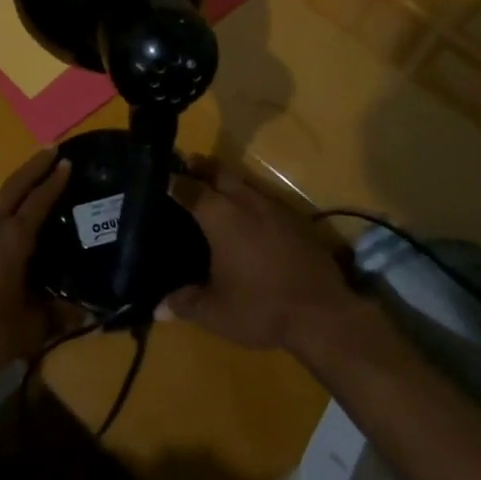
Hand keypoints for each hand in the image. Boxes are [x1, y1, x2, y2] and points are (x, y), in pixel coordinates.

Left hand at [0, 149, 70, 379]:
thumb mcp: (28, 330)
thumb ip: (56, 317)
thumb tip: (84, 313)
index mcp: (14, 238)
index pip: (39, 200)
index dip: (55, 180)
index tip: (66, 161)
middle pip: (14, 186)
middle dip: (34, 167)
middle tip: (50, 148)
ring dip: (11, 194)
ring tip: (25, 195)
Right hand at [169, 160, 352, 351]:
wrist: (323, 313)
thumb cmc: (260, 307)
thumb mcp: (215, 312)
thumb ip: (184, 303)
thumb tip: (157, 307)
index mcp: (219, 216)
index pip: (188, 188)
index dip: (171, 181)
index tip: (158, 178)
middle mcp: (245, 201)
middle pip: (218, 171)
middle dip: (200, 167)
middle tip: (185, 169)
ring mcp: (274, 207)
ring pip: (244, 181)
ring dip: (226, 181)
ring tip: (213, 193)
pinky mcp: (295, 219)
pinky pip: (264, 198)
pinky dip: (249, 200)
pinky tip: (248, 219)